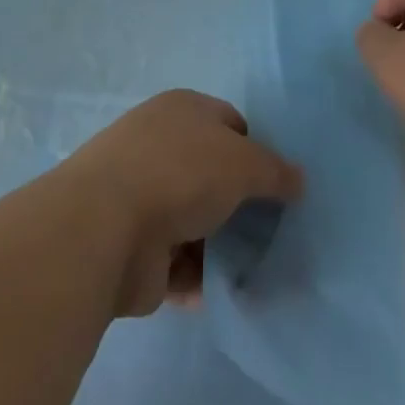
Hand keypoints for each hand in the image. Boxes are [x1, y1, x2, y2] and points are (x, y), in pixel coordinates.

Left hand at [61, 90, 303, 317]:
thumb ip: (275, 171)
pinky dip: (201, 278)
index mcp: (182, 110)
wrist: (106, 227)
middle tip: (277, 232)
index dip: (257, 150)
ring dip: (222, 246)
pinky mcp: (135, 247)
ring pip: (197, 221)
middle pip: (213, 175)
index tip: (279, 185)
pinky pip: (179, 262)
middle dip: (241, 204)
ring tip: (260, 270)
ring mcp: (143, 197)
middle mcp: (160, 146)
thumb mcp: (243, 162)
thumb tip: (297, 180)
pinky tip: (228, 294)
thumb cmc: (181, 173)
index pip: (230, 123)